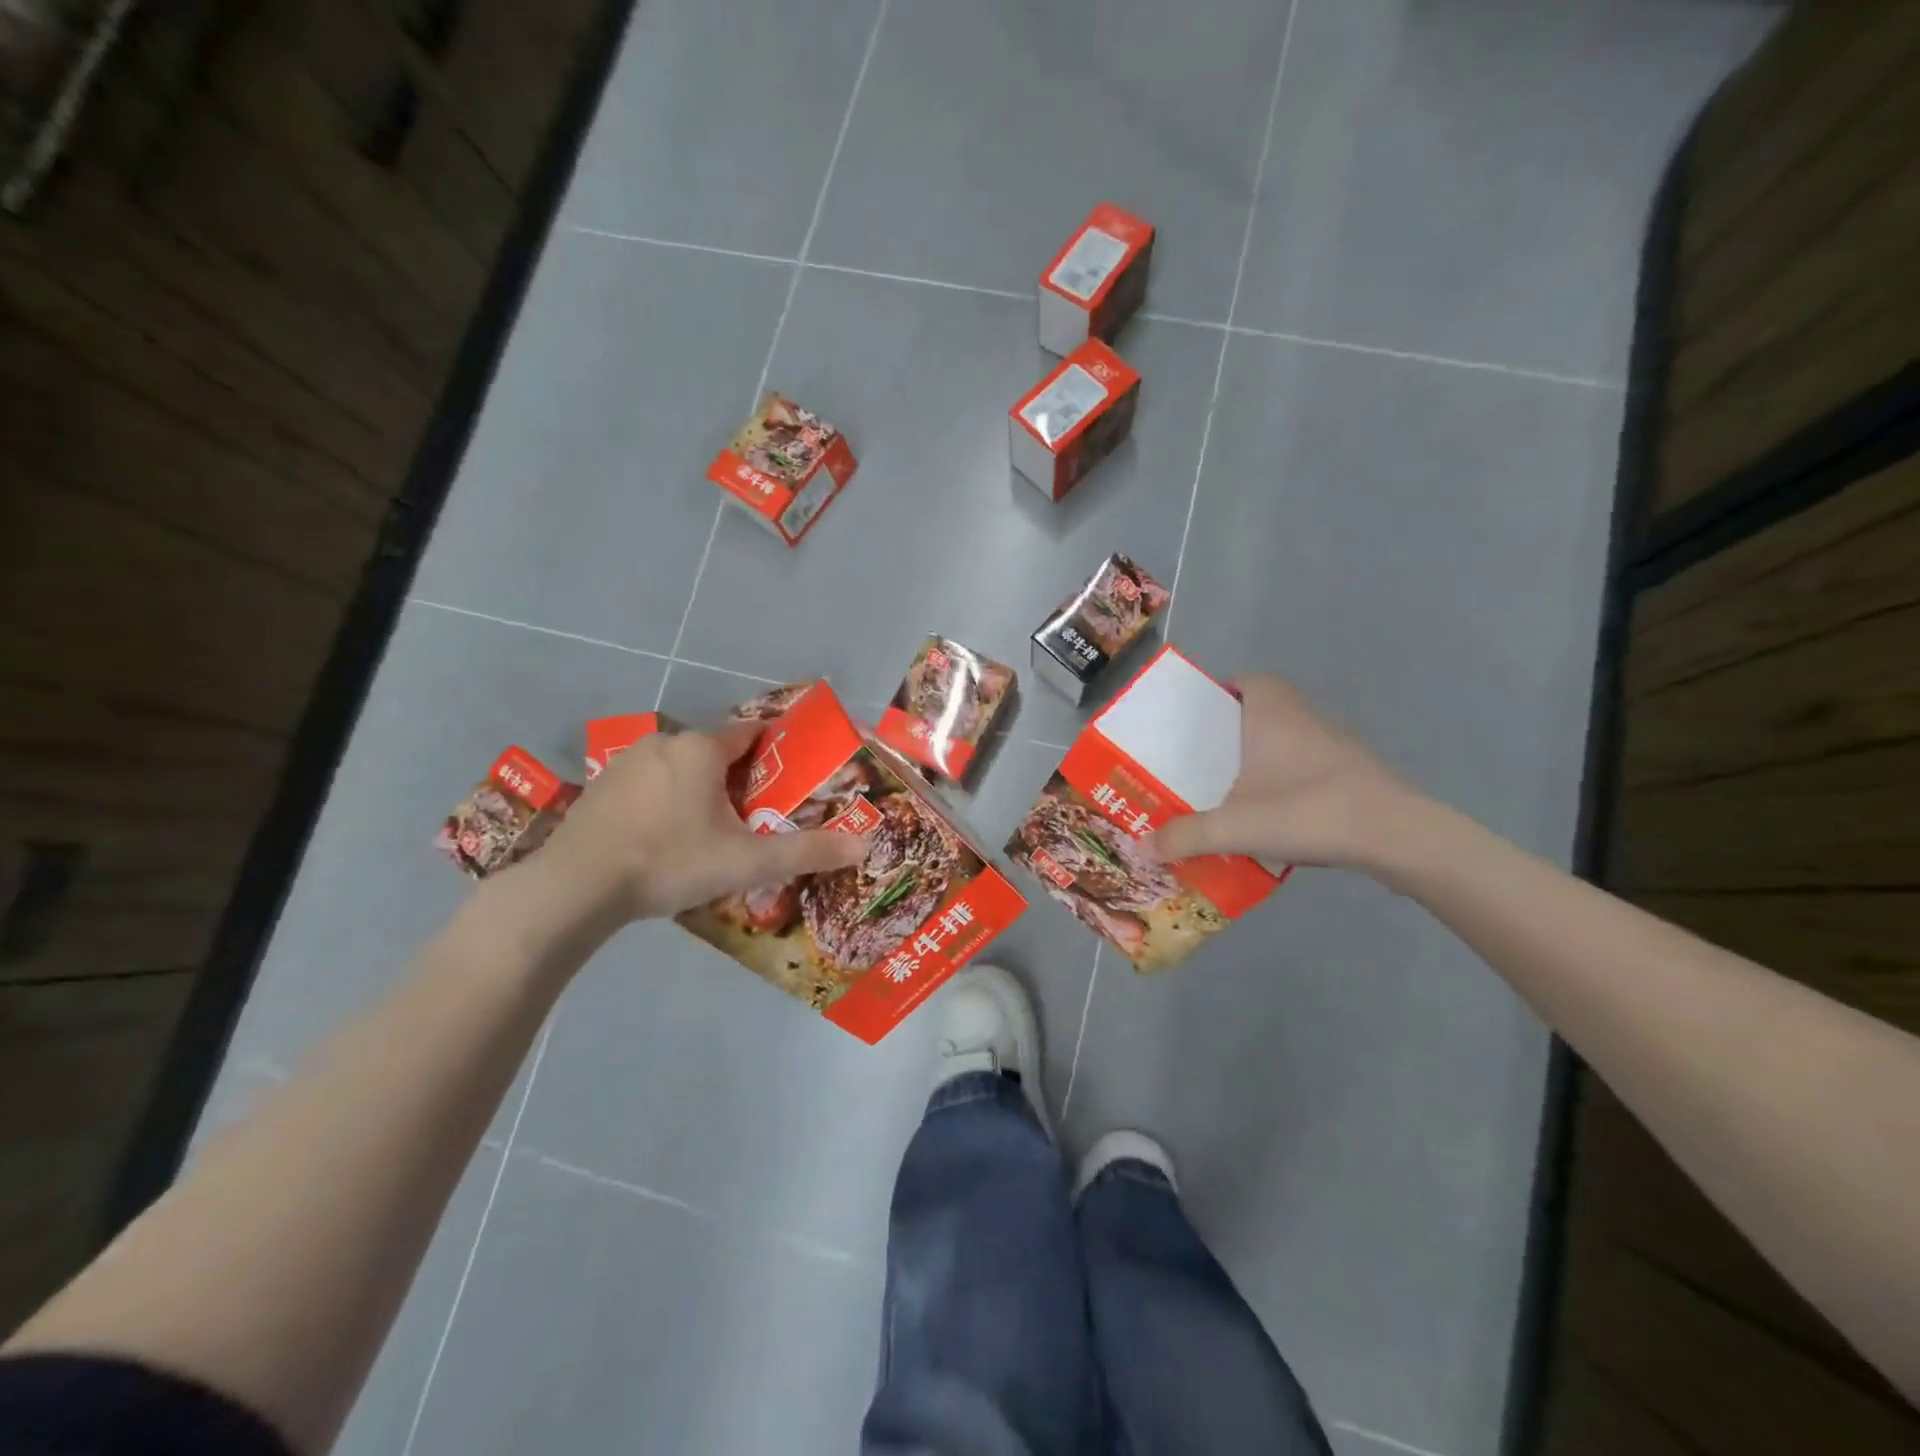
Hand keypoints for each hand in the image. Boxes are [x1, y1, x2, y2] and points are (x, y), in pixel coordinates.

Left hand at [515, 721, 867, 926]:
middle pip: (716, 750)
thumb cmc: (670, 862)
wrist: (576, 887)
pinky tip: (663, 836)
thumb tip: (865, 845)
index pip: (751, 732)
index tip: (790, 774)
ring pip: (680, 766)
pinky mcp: (601, 785)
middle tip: (753, 815)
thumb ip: (806, 852)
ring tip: (709, 830)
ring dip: (699, 787)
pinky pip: (649, 781)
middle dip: (738, 776)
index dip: (775, 749)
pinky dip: (665, 798)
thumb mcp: (746, 862)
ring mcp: (628, 761)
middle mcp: (666, 741)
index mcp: (703, 749)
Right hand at [1150, 675, 1427, 871]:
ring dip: (1262, 754)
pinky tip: (1274, 810)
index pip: (1243, 680)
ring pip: (1287, 736)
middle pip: (1262, 707)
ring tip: (1230, 786)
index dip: (1218, 693)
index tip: (1194, 719)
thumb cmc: (1308, 810)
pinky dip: (1288, 777)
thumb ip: (1186, 836)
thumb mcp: (1235, 826)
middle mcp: (1303, 715)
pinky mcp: (1353, 770)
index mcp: (1270, 711)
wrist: (1396, 836)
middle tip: (1202, 758)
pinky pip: (1308, 762)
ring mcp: (1334, 742)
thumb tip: (1142, 847)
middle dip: (1232, 729)